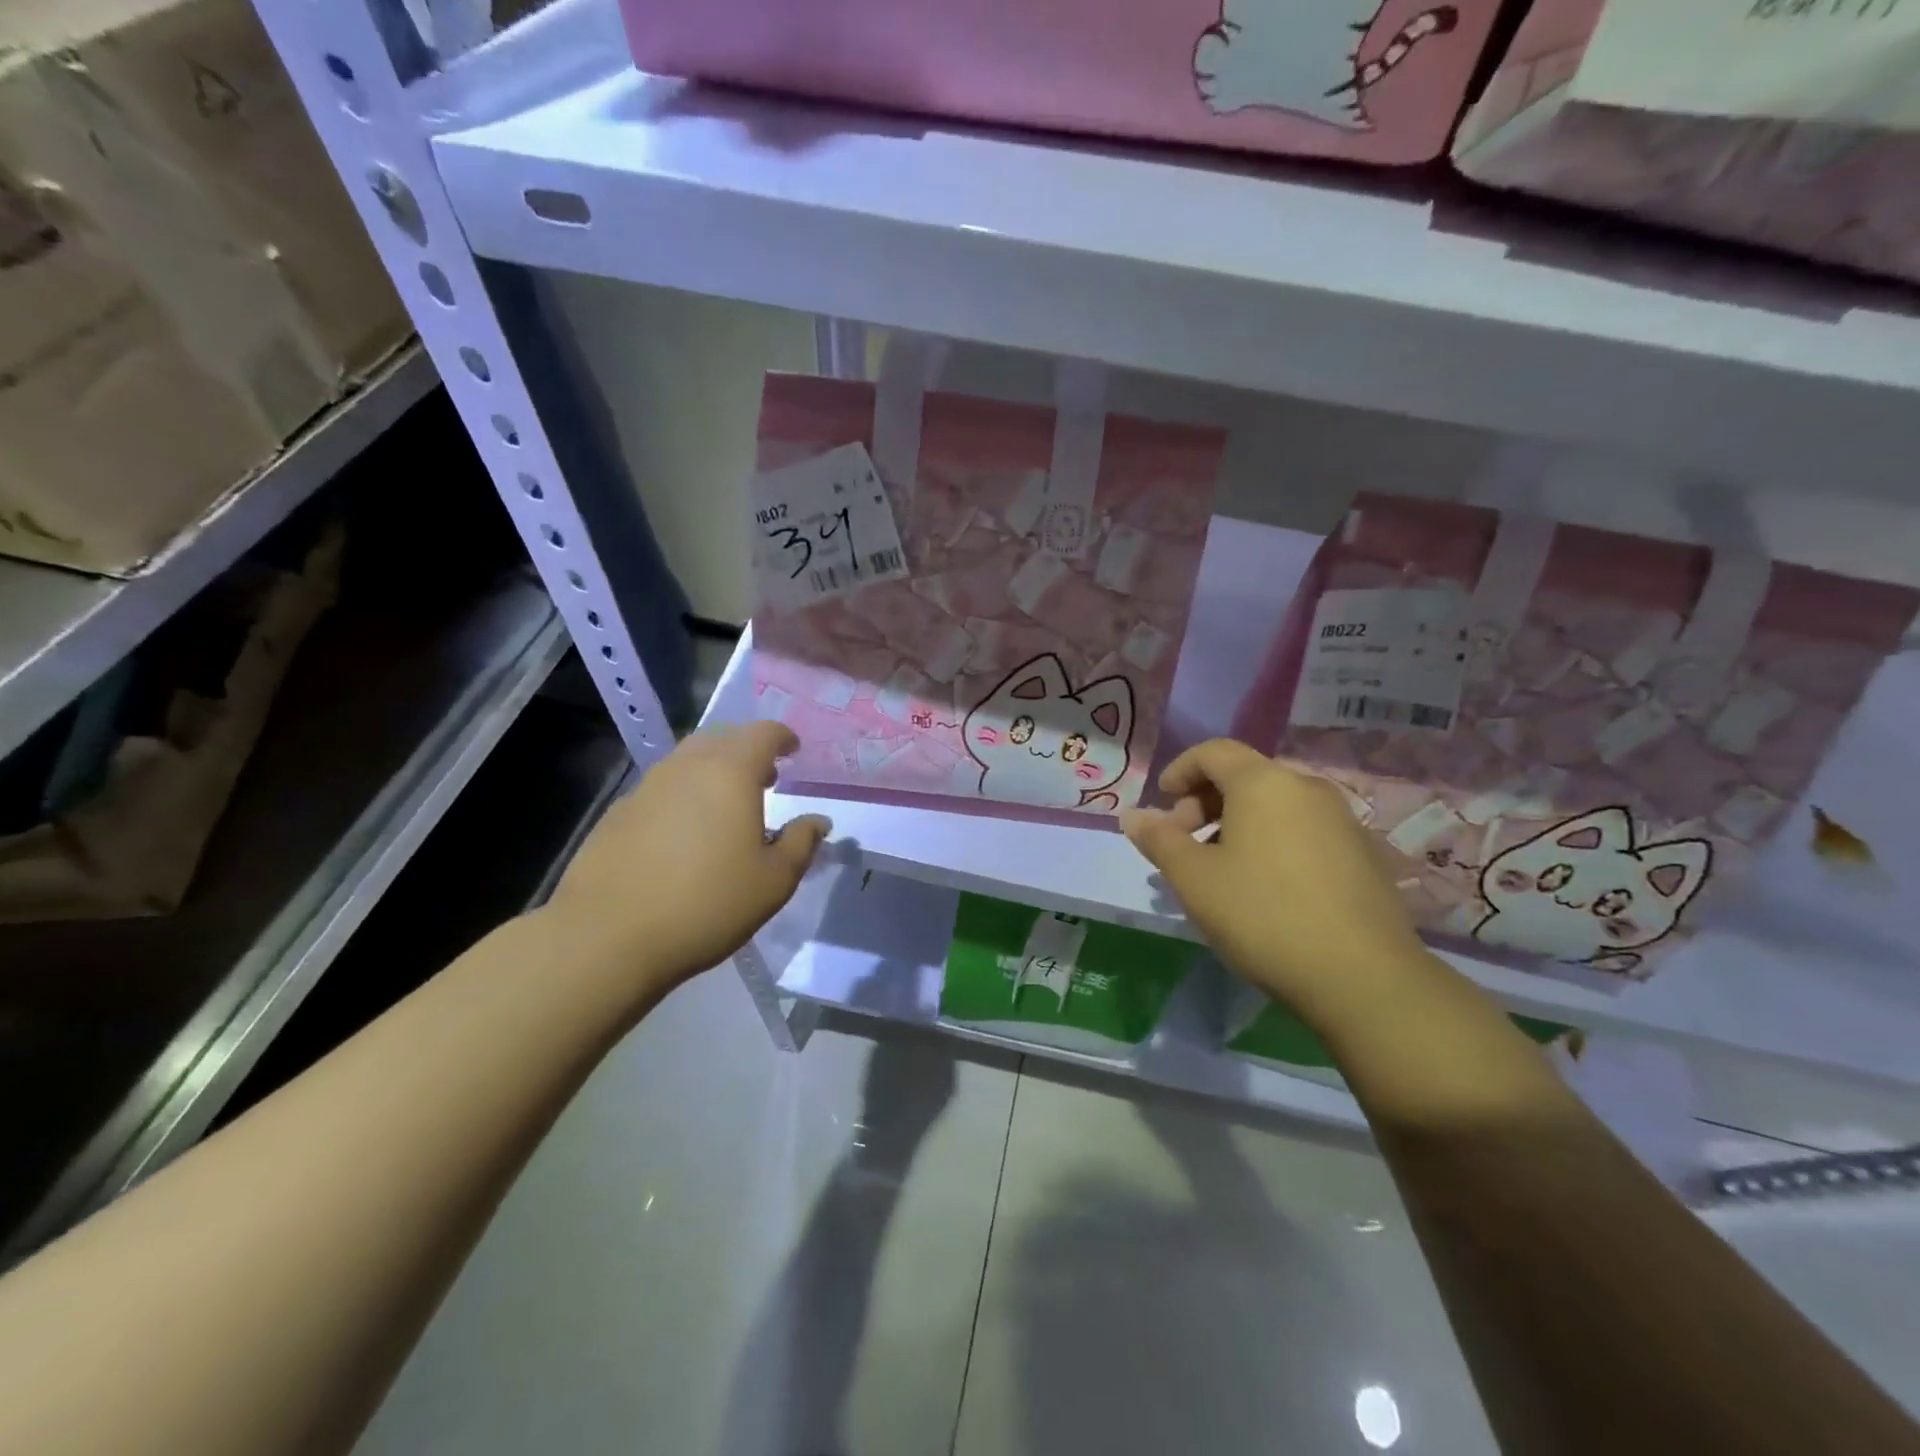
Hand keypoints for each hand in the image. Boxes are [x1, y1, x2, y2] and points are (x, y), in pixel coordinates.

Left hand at [541, 721, 828, 997]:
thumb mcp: (774, 881)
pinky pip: (662, 788)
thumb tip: (817, 821)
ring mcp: (647, 787)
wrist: (607, 936)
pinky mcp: (618, 813)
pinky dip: (684, 795)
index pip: (762, 733)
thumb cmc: (707, 904)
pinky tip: (685, 834)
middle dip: (748, 751)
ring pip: (688, 761)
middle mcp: (687, 767)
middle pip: (722, 738)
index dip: (783, 737)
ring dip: (714, 771)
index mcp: (730, 772)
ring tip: (727, 806)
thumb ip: (801, 843)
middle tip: (766, 779)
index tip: (794, 751)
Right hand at [1120, 740, 1435, 1029]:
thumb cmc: (1263, 915)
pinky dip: (1271, 841)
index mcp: (1264, 783)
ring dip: (1236, 825)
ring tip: (1220, 871)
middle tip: (1184, 845)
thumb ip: (1159, 840)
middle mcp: (1307, 789)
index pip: (1214, 752)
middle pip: (1245, 776)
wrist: (1363, 977)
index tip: (1162, 802)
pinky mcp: (1362, 854)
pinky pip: (1302, 830)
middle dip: (1204, 802)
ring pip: (1275, 805)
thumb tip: (1132, 815)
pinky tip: (1264, 888)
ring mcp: (1342, 820)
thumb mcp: (1194, 879)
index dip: (1180, 770)